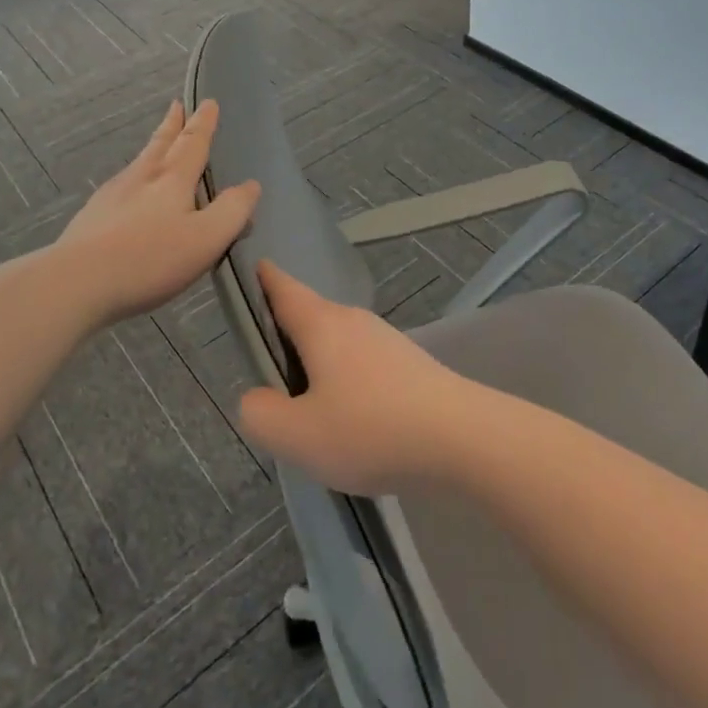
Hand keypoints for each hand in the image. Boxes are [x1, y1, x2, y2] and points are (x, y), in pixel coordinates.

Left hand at [56, 100, 259, 326]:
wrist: (75, 283)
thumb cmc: (149, 259)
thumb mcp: (206, 238)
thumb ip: (232, 211)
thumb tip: (250, 185)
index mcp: (172, 179)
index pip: (193, 143)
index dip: (204, 123)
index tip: (208, 103)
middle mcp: (141, 178)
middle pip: (161, 144)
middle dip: (174, 125)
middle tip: (177, 106)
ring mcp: (112, 196)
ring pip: (139, 163)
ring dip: (153, 148)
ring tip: (159, 144)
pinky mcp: (92, 218)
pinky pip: (121, 187)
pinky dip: (134, 179)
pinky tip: (130, 192)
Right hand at [237, 262, 472, 493]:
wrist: (461, 438)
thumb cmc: (370, 428)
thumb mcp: (297, 434)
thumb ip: (260, 413)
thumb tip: (257, 398)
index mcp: (321, 324)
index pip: (283, 287)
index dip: (261, 278)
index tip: (246, 268)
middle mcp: (353, 321)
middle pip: (309, 318)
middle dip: (285, 338)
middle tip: (265, 377)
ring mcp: (386, 341)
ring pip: (337, 346)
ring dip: (317, 367)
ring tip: (306, 413)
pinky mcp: (409, 365)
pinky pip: (362, 366)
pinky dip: (346, 385)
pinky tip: (350, 424)